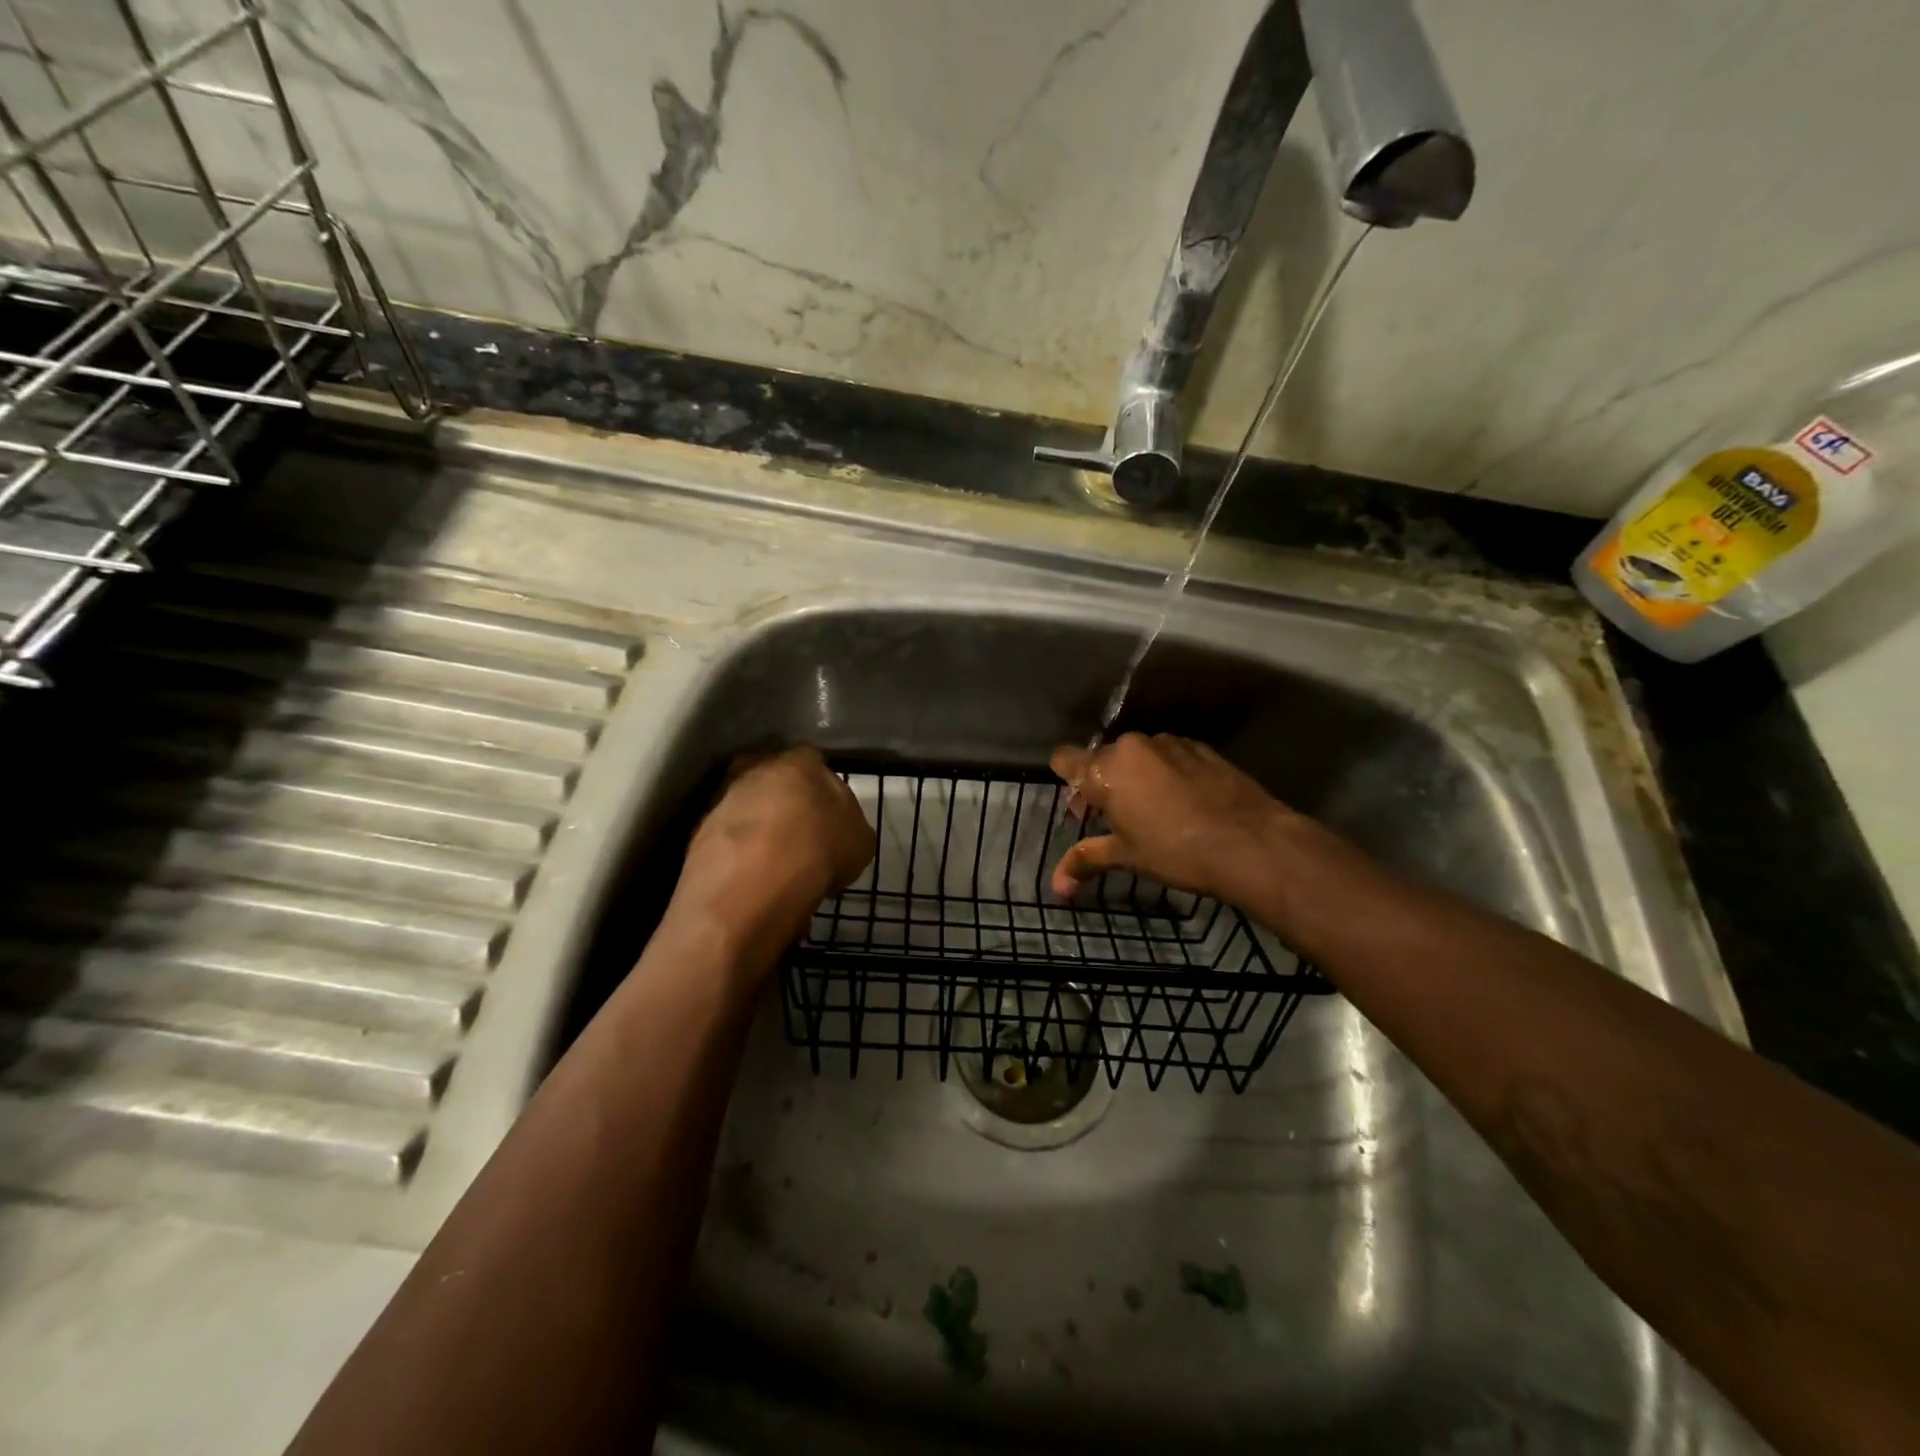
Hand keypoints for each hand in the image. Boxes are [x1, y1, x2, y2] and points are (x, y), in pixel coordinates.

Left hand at [676, 747, 874, 951]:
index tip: (830, 822)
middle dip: (787, 809)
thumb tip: (838, 833)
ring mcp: (722, 799)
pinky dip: (739, 860)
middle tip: (802, 843)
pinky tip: (754, 886)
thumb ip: (849, 827)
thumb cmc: (819, 848)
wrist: (753, 881)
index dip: (824, 793)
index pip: (815, 764)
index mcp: (801, 762)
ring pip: (747, 813)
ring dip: (760, 836)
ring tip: (778, 872)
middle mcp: (756, 770)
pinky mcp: (697, 833)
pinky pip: (728, 844)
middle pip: (775, 785)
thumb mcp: (860, 841)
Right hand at [1049, 733, 1296, 911]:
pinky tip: (1183, 802)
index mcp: (1106, 769)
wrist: (1251, 842)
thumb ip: (1086, 860)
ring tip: (1152, 811)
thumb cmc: (1176, 851)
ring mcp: (1169, 743)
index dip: (1067, 780)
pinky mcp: (1200, 747)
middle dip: (1102, 785)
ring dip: (1134, 777)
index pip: (1065, 758)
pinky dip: (1165, 772)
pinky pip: (1168, 756)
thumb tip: (1057, 888)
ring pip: (1137, 756)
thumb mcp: (1127, 857)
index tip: (1081, 807)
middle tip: (1114, 819)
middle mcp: (1132, 746)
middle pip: (1102, 759)